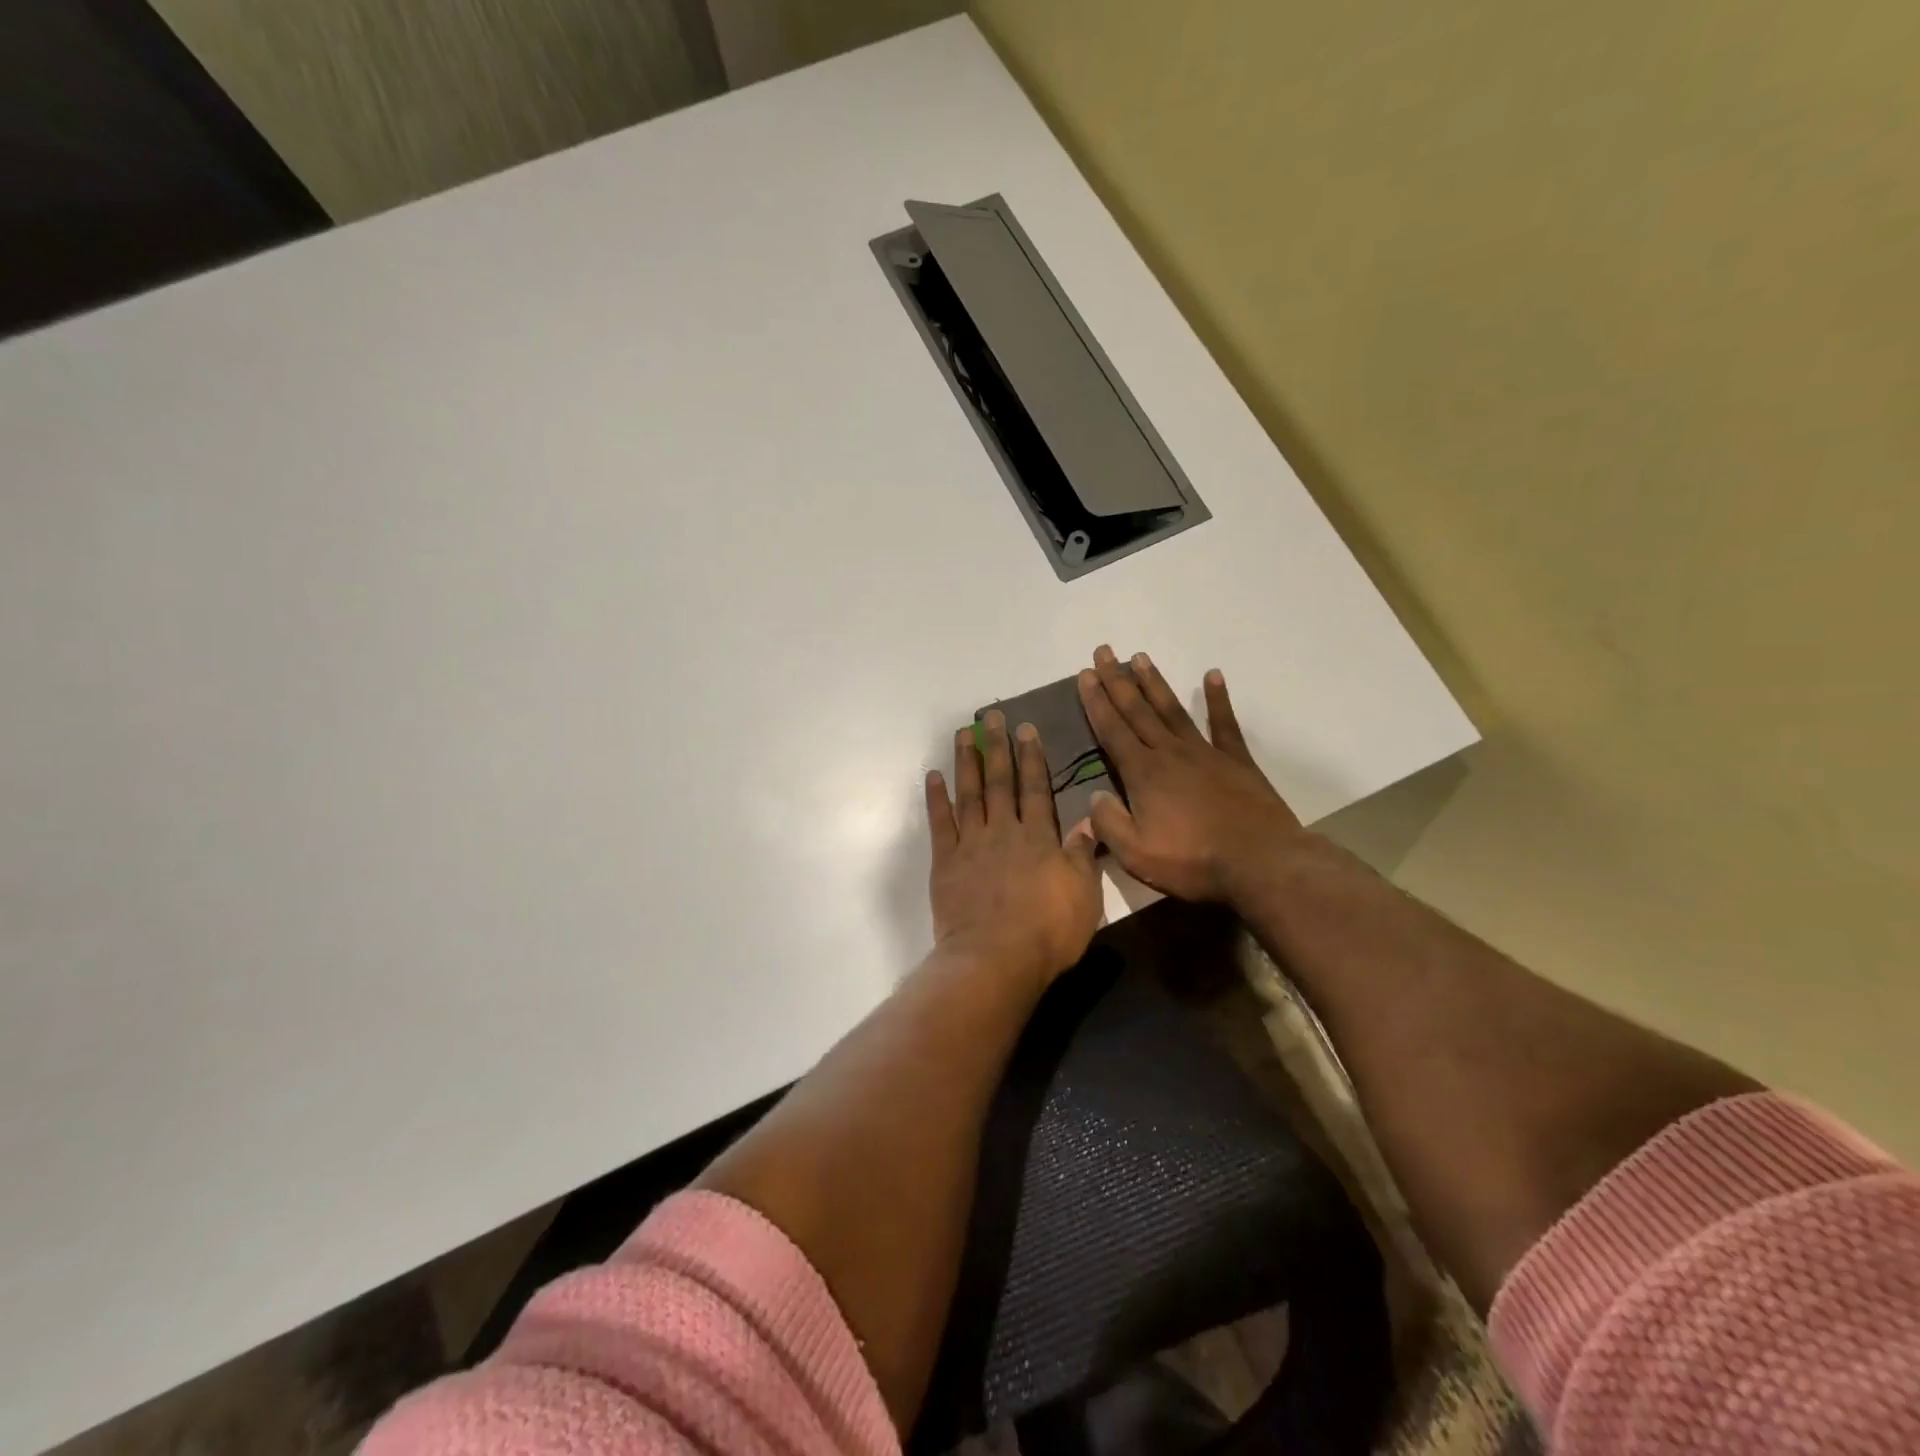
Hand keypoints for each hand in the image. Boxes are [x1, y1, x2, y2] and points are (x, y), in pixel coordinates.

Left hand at [926, 711, 1102, 986]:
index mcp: (1039, 838)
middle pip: (1001, 782)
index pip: (1037, 789)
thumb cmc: (1048, 932)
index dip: (1033, 758)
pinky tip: (933, 777)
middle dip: (998, 747)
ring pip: (969, 794)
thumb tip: (1090, 821)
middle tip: (992, 717)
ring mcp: (971, 845)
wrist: (996, 959)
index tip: (1027, 729)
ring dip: (966, 762)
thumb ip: (1083, 855)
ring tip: (963, 734)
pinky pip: (940, 824)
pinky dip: (936, 799)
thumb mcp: (1084, 895)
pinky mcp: (945, 863)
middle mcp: (1004, 831)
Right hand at [1077, 646, 1303, 902]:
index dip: (1096, 701)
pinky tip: (1212, 675)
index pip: (1112, 730)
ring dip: (1154, 683)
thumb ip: (1108, 823)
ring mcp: (1206, 753)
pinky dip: (1218, 699)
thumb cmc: (1192, 861)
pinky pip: (1224, 724)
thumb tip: (1094, 797)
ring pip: (1172, 710)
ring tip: (1140, 657)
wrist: (1260, 863)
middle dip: (1117, 680)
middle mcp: (1170, 753)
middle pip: (1138, 710)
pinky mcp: (1236, 761)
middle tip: (1104, 651)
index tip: (1085, 674)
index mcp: (1143, 774)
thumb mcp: (1135, 853)